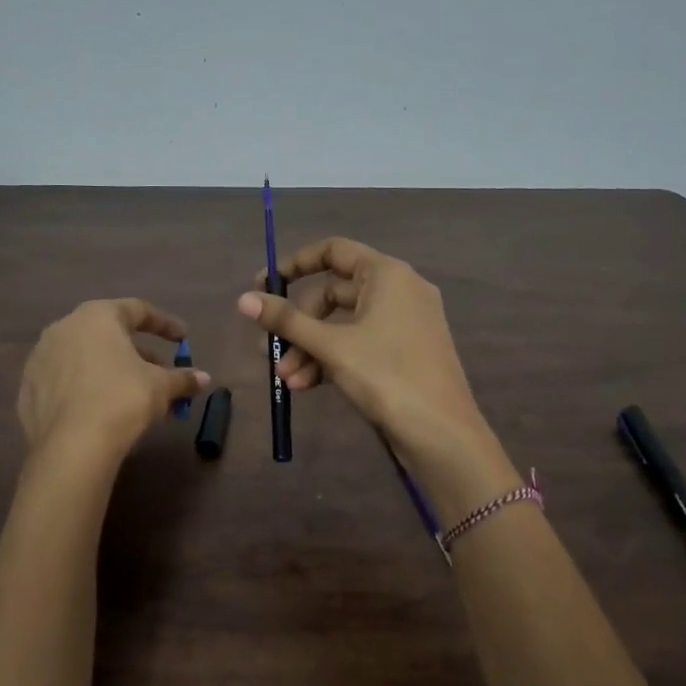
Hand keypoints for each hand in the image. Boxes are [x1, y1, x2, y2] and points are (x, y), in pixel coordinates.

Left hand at [18, 298, 208, 458]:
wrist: (72, 446)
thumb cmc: (122, 399)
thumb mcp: (161, 387)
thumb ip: (182, 378)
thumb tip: (203, 378)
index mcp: (97, 316)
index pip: (138, 310)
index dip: (165, 324)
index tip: (183, 339)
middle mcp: (64, 328)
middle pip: (109, 334)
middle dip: (138, 352)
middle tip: (159, 373)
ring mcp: (41, 358)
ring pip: (85, 357)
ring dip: (110, 370)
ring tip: (132, 395)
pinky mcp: (28, 389)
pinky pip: (65, 381)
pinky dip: (85, 388)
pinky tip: (100, 409)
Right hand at [236, 239, 491, 471]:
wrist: (442, 434)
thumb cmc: (386, 375)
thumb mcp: (331, 346)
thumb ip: (286, 320)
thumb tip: (243, 299)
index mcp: (387, 274)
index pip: (334, 251)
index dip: (296, 264)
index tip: (265, 286)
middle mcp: (399, 290)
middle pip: (333, 294)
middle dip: (299, 325)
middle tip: (270, 351)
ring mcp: (404, 323)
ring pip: (344, 324)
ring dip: (310, 348)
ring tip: (287, 380)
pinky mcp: (404, 352)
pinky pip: (360, 344)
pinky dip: (332, 359)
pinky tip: (307, 386)